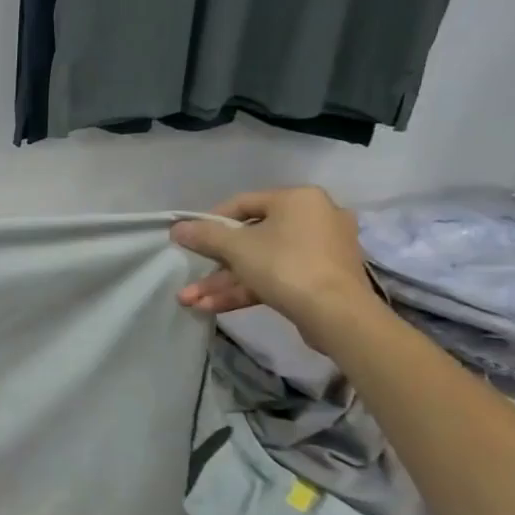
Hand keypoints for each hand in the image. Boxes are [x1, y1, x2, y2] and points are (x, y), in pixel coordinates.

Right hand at [169, 187, 378, 346]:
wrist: (337, 315)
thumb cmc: (285, 265)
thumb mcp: (236, 247)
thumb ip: (204, 235)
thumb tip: (177, 228)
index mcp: (298, 200)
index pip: (243, 204)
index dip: (210, 222)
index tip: (190, 240)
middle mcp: (314, 218)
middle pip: (251, 238)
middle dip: (214, 264)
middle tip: (189, 277)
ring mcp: (320, 251)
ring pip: (260, 262)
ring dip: (223, 282)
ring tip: (190, 301)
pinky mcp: (321, 279)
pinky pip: (277, 277)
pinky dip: (247, 289)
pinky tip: (212, 307)